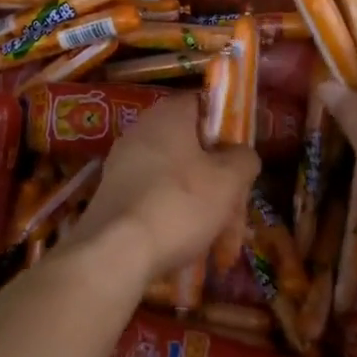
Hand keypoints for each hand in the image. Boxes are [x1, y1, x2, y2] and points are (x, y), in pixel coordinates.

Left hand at [68, 93, 258, 276]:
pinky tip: (188, 244)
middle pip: (191, 146)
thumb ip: (244, 158)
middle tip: (236, 207)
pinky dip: (174, 215)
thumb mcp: (229, 180)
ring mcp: (121, 165)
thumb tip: (241, 155)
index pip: (204, 104)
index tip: (242, 155)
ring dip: (199, 202)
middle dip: (217, 176)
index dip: (228, 126)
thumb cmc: (179, 204)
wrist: (115, 252)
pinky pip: (154, 198)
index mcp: (168, 114)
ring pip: (175, 177)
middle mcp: (140, 131)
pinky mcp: (112, 196)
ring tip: (219, 237)